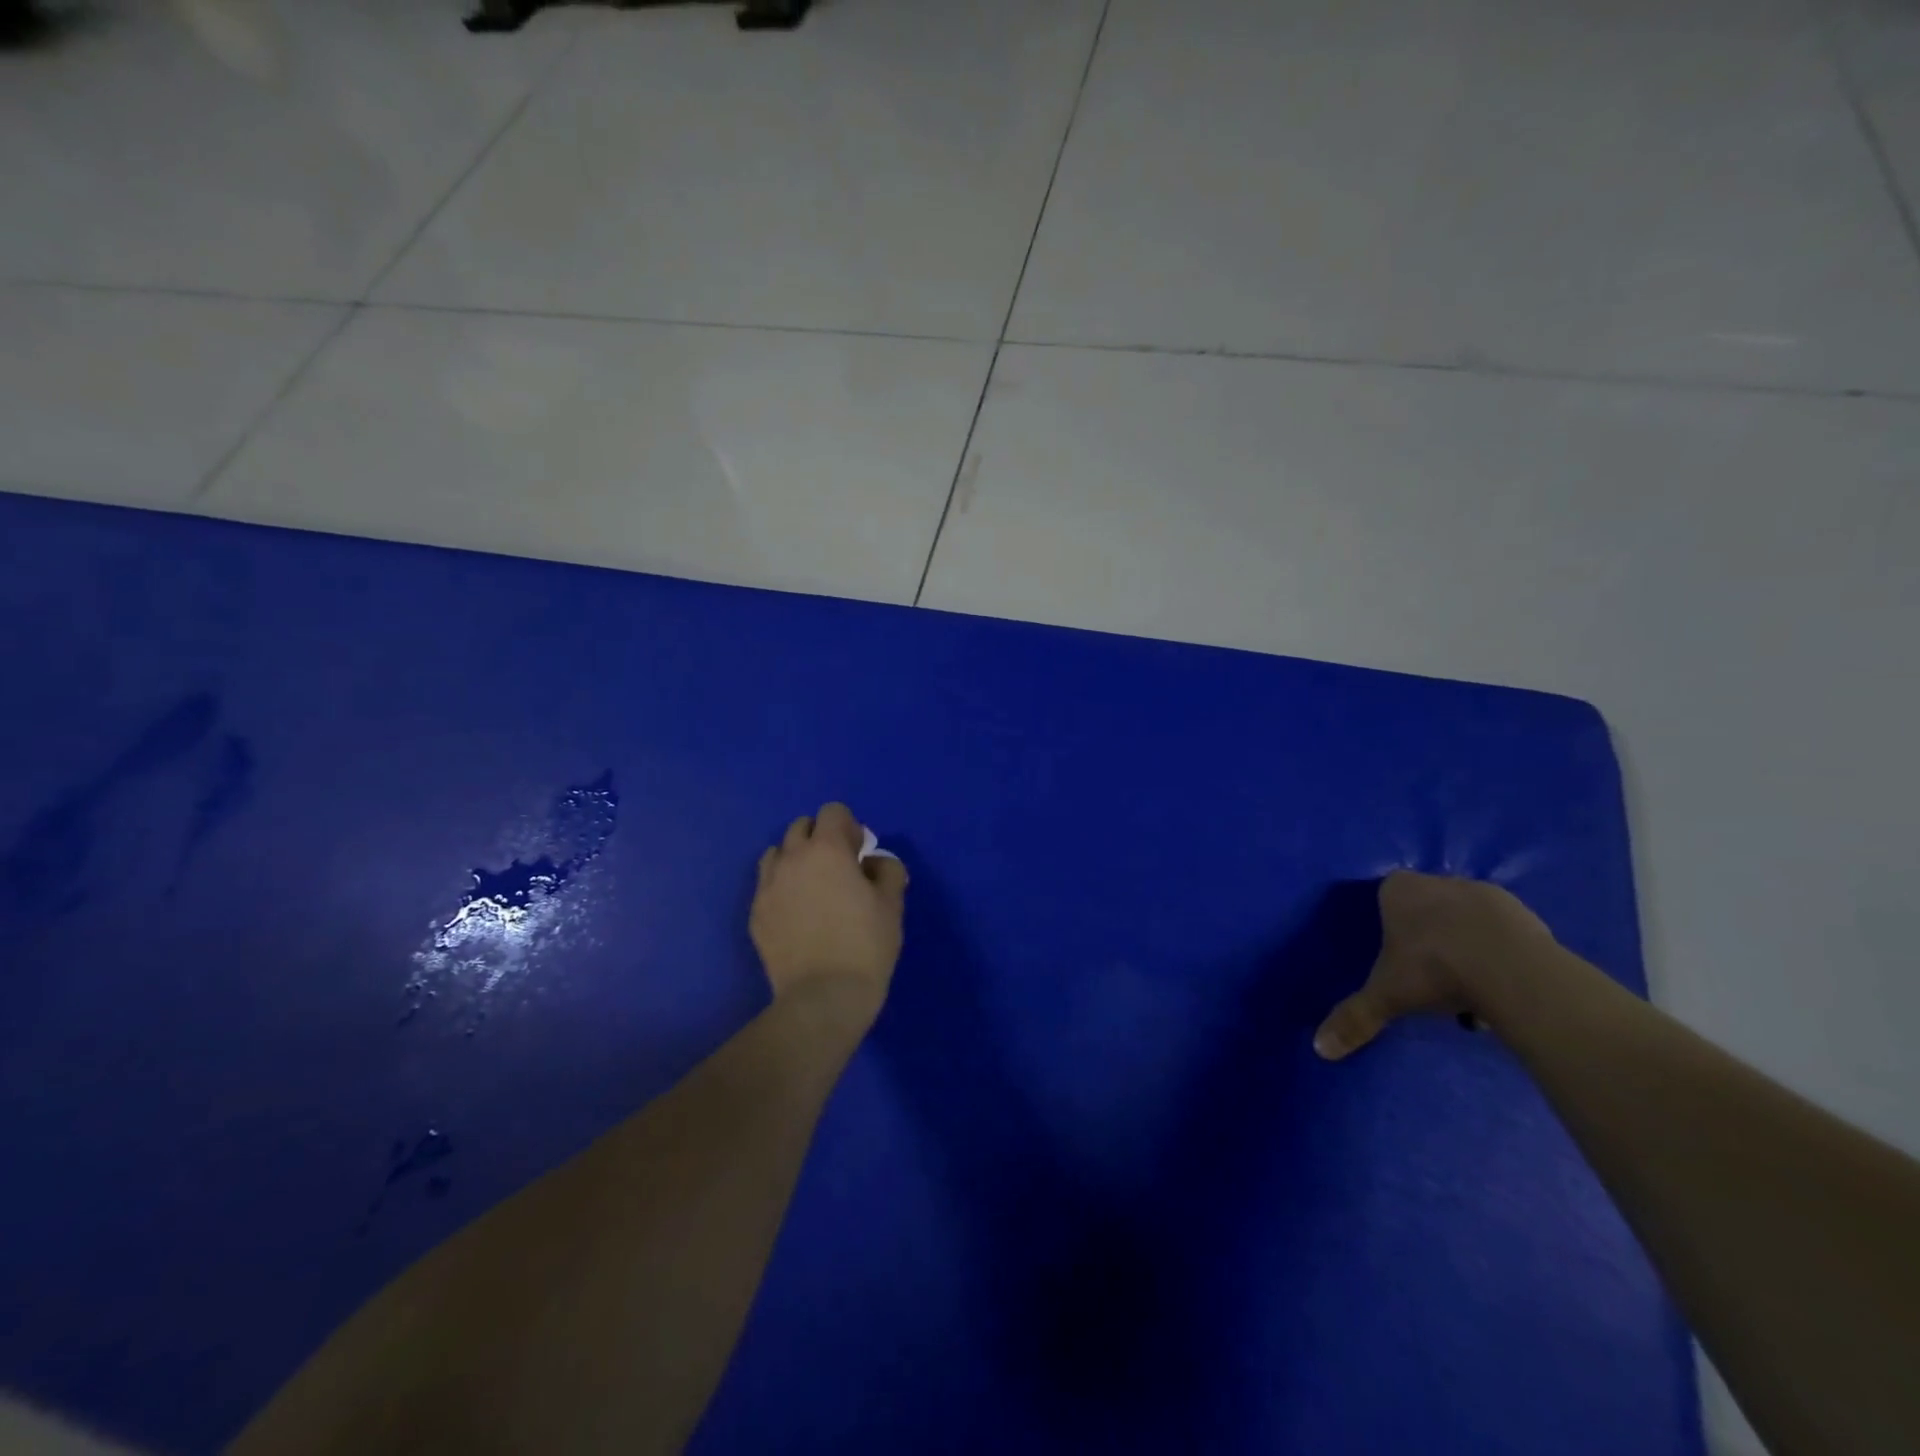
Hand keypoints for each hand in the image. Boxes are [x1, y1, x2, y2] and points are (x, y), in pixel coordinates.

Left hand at [750, 802, 907, 1024]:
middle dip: (820, 838)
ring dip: (795, 859)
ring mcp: (767, 887)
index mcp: (826, 849)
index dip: (849, 827)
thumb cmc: (865, 945)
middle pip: (800, 827)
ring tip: (812, 888)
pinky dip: (781, 888)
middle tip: (839, 868)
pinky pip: (767, 886)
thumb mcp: (892, 904)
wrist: (823, 997)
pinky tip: (797, 914)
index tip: (860, 852)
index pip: (832, 812)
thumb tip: (873, 862)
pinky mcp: (755, 914)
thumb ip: (887, 869)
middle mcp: (791, 859)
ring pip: (777, 853)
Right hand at [1314, 870, 1555, 1059]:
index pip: (1386, 897)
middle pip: (1429, 908)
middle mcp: (1439, 882)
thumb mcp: (1387, 996)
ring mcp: (1485, 894)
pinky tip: (1501, 986)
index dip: (1391, 925)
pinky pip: (1504, 935)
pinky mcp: (1526, 914)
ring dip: (1467, 947)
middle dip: (1431, 938)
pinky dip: (1500, 955)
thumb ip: (1355, 1017)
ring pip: (1467, 921)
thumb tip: (1321, 1048)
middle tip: (1431, 977)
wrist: (1512, 971)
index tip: (1397, 957)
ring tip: (1469, 991)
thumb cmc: (1433, 970)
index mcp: (1398, 889)